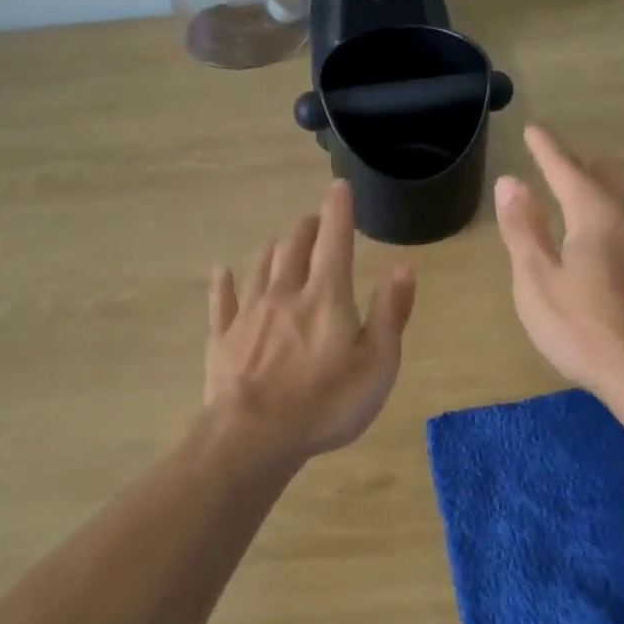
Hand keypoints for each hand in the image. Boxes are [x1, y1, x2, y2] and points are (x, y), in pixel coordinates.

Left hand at [205, 180, 416, 461]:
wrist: (254, 436)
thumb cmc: (326, 403)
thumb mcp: (377, 364)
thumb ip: (390, 314)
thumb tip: (402, 268)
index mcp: (326, 296)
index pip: (335, 240)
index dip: (338, 210)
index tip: (338, 186)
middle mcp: (285, 292)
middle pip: (294, 246)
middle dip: (307, 228)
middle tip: (314, 220)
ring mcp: (249, 313)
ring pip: (261, 266)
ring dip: (274, 249)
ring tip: (281, 242)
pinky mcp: (223, 337)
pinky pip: (222, 300)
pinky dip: (224, 282)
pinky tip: (222, 271)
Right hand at [494, 125, 623, 410]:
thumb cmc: (588, 333)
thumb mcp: (538, 284)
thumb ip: (524, 230)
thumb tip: (510, 182)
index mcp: (598, 215)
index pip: (568, 167)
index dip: (547, 148)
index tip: (534, 130)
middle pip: (612, 171)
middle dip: (583, 162)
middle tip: (558, 170)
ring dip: (610, 185)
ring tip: (588, 200)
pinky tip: (620, 241)